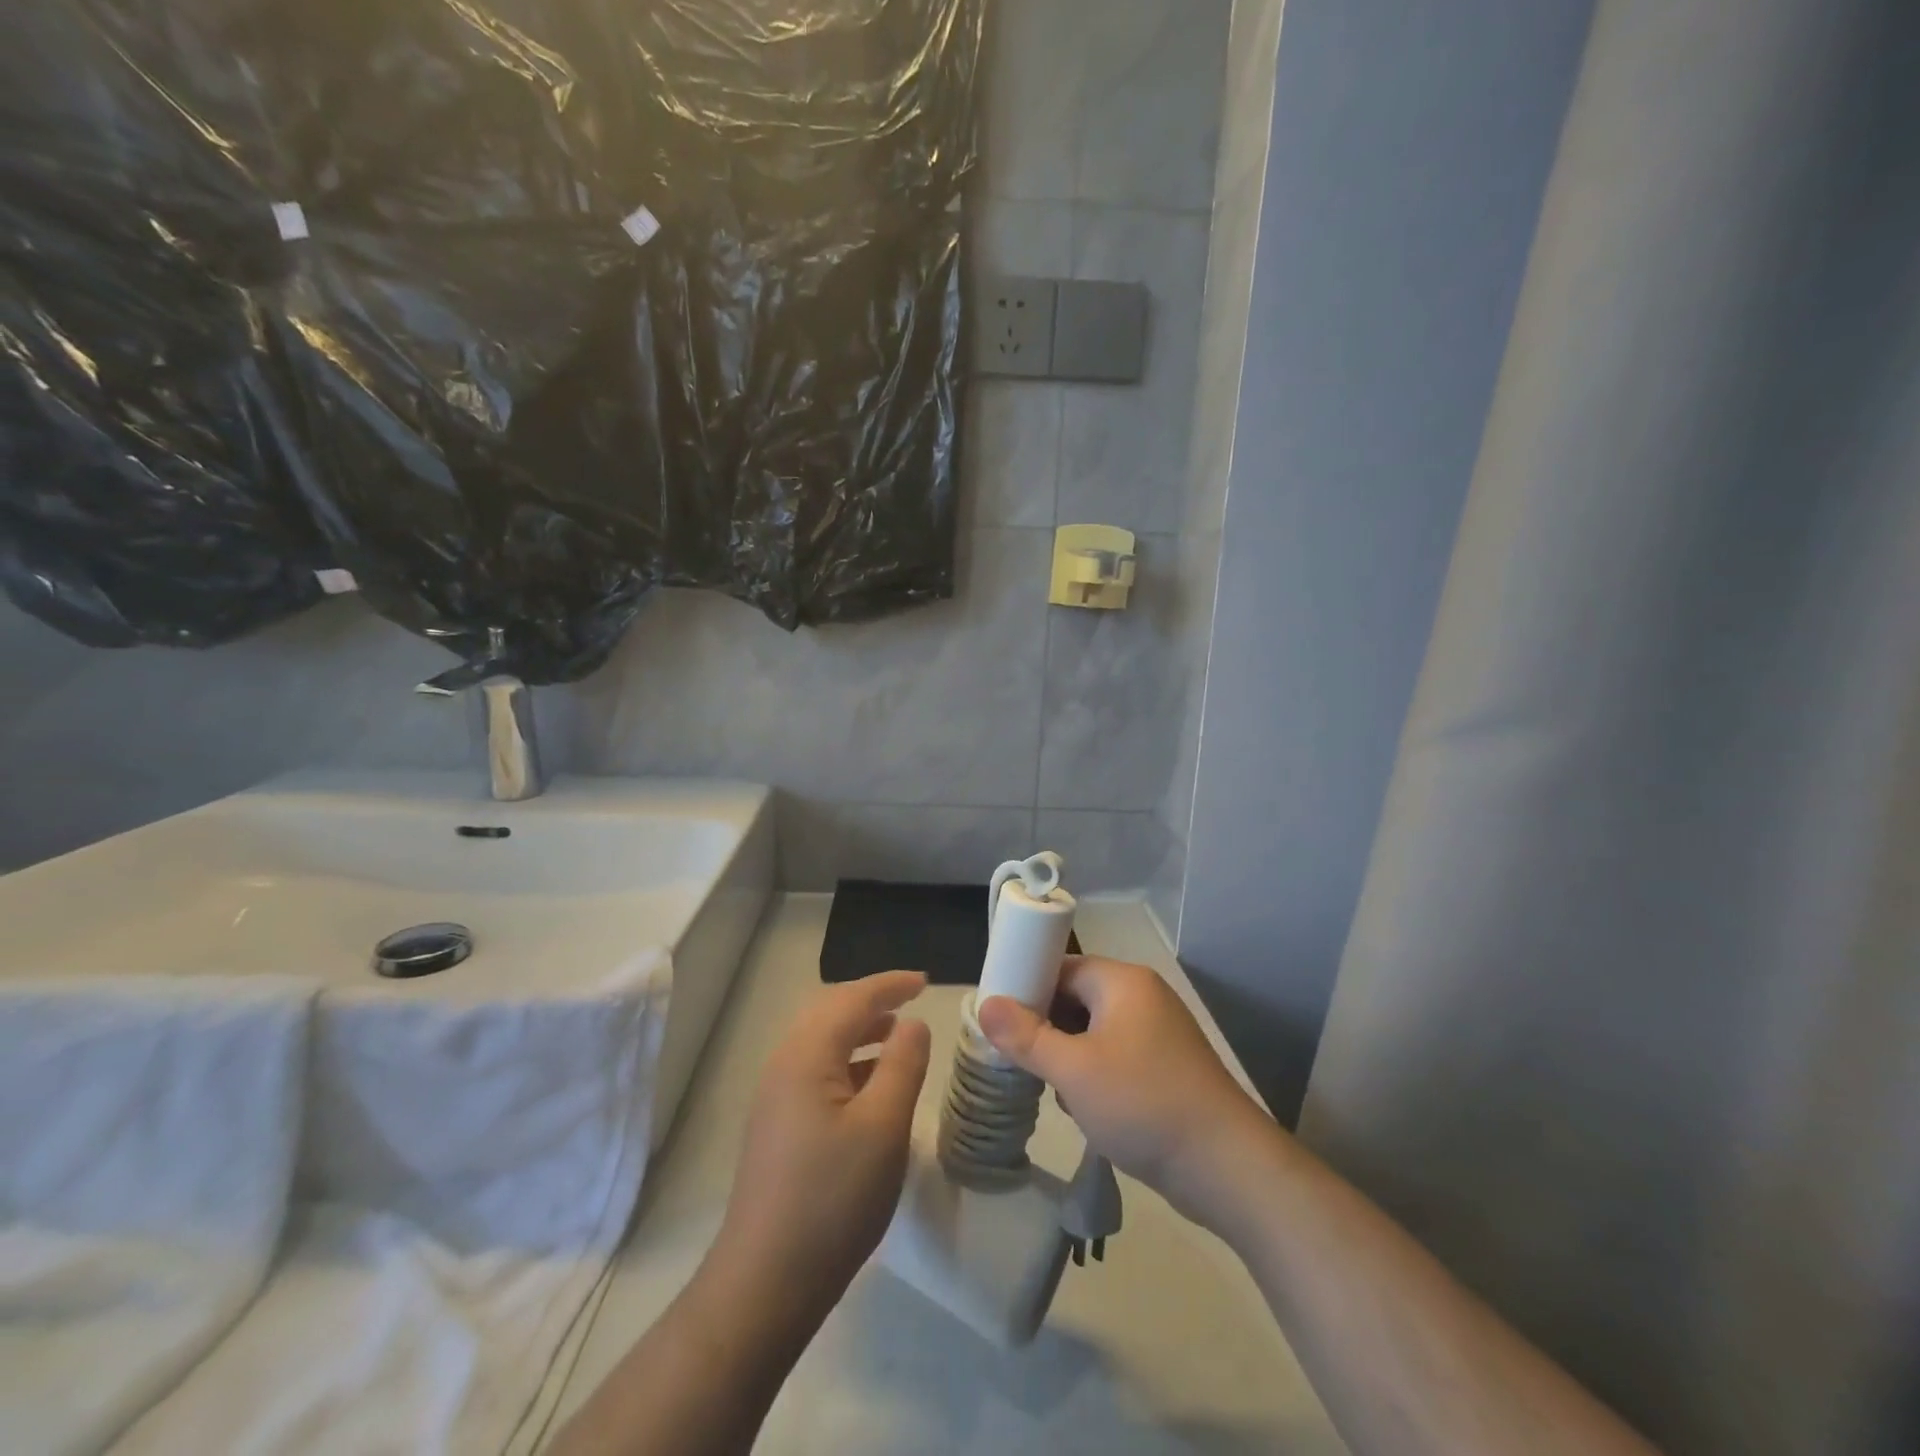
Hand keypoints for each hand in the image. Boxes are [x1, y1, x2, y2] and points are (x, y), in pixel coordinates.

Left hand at [711, 971, 932, 1320]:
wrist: (766, 1282)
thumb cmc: (833, 1198)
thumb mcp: (883, 1127)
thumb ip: (903, 1065)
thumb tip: (912, 1024)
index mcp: (806, 1056)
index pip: (852, 999)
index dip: (890, 984)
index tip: (926, 981)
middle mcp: (784, 1065)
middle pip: (830, 1012)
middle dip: (872, 1000)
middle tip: (912, 1000)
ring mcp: (776, 1097)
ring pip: (822, 1042)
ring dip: (860, 1030)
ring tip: (898, 1036)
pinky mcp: (777, 1125)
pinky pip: (817, 1070)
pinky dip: (848, 1061)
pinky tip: (872, 1084)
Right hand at [977, 958, 1270, 1222]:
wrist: (1227, 1167)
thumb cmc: (1143, 1104)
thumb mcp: (1073, 1071)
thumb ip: (1025, 1036)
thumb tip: (984, 1004)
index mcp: (1123, 982)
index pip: (1061, 967)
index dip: (1027, 989)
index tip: (999, 1021)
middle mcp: (1142, 996)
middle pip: (1076, 999)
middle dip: (1047, 1030)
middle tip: (1022, 1062)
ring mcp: (1159, 1032)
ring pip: (1093, 1032)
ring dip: (1069, 1058)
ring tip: (1055, 1092)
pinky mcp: (1167, 1067)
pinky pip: (1116, 1056)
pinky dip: (1095, 1075)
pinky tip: (1087, 1111)